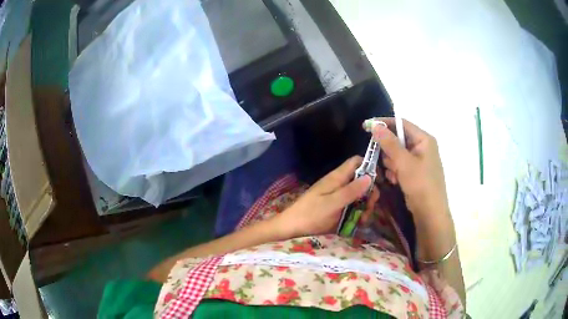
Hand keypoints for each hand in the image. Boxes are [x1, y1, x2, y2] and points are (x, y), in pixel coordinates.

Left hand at [275, 156, 379, 237]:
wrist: (293, 228)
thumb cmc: (310, 213)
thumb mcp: (332, 203)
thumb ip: (351, 191)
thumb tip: (370, 177)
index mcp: (337, 178)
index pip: (356, 162)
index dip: (369, 166)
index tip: (378, 179)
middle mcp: (340, 185)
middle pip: (362, 181)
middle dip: (370, 192)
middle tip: (369, 206)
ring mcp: (340, 197)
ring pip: (360, 196)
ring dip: (366, 206)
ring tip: (364, 219)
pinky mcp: (339, 209)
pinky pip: (354, 208)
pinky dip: (360, 214)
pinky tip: (360, 223)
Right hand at [371, 118, 449, 220]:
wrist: (430, 213)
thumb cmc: (421, 184)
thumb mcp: (404, 163)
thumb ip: (389, 143)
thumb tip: (375, 125)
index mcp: (424, 139)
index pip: (401, 124)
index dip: (384, 123)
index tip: (366, 126)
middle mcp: (422, 147)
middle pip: (398, 139)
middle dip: (389, 151)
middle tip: (386, 162)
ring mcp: (418, 160)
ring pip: (396, 154)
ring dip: (391, 163)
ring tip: (394, 175)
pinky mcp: (414, 171)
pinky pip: (399, 165)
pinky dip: (395, 171)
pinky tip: (395, 180)